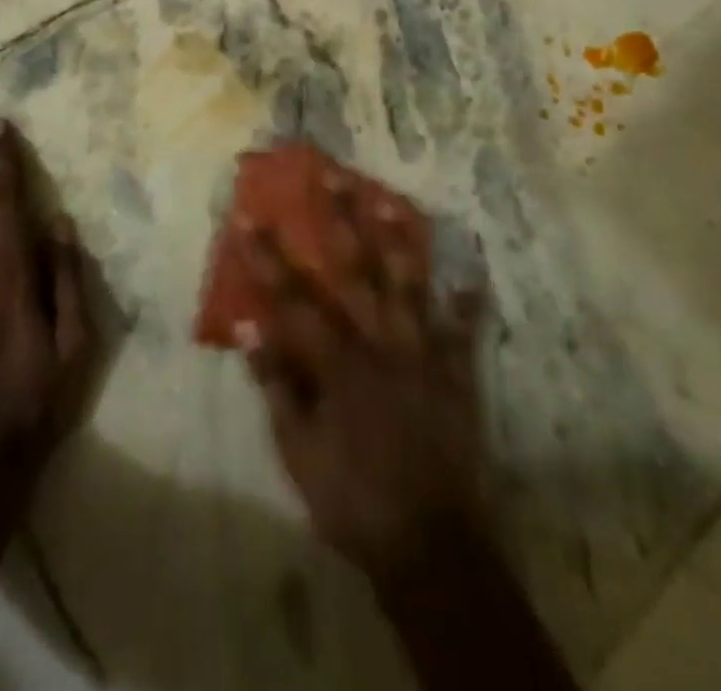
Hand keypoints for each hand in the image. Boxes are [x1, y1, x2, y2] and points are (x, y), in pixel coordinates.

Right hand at [240, 204, 487, 584]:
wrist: (430, 545)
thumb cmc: (352, 501)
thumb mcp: (298, 453)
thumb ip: (277, 387)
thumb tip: (251, 330)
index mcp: (337, 362)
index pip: (292, 298)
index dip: (266, 257)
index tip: (248, 217)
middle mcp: (380, 343)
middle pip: (355, 269)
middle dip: (340, 218)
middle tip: (332, 175)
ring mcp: (423, 354)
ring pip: (408, 283)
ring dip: (398, 239)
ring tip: (390, 199)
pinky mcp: (457, 374)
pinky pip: (463, 330)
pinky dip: (467, 302)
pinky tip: (471, 272)